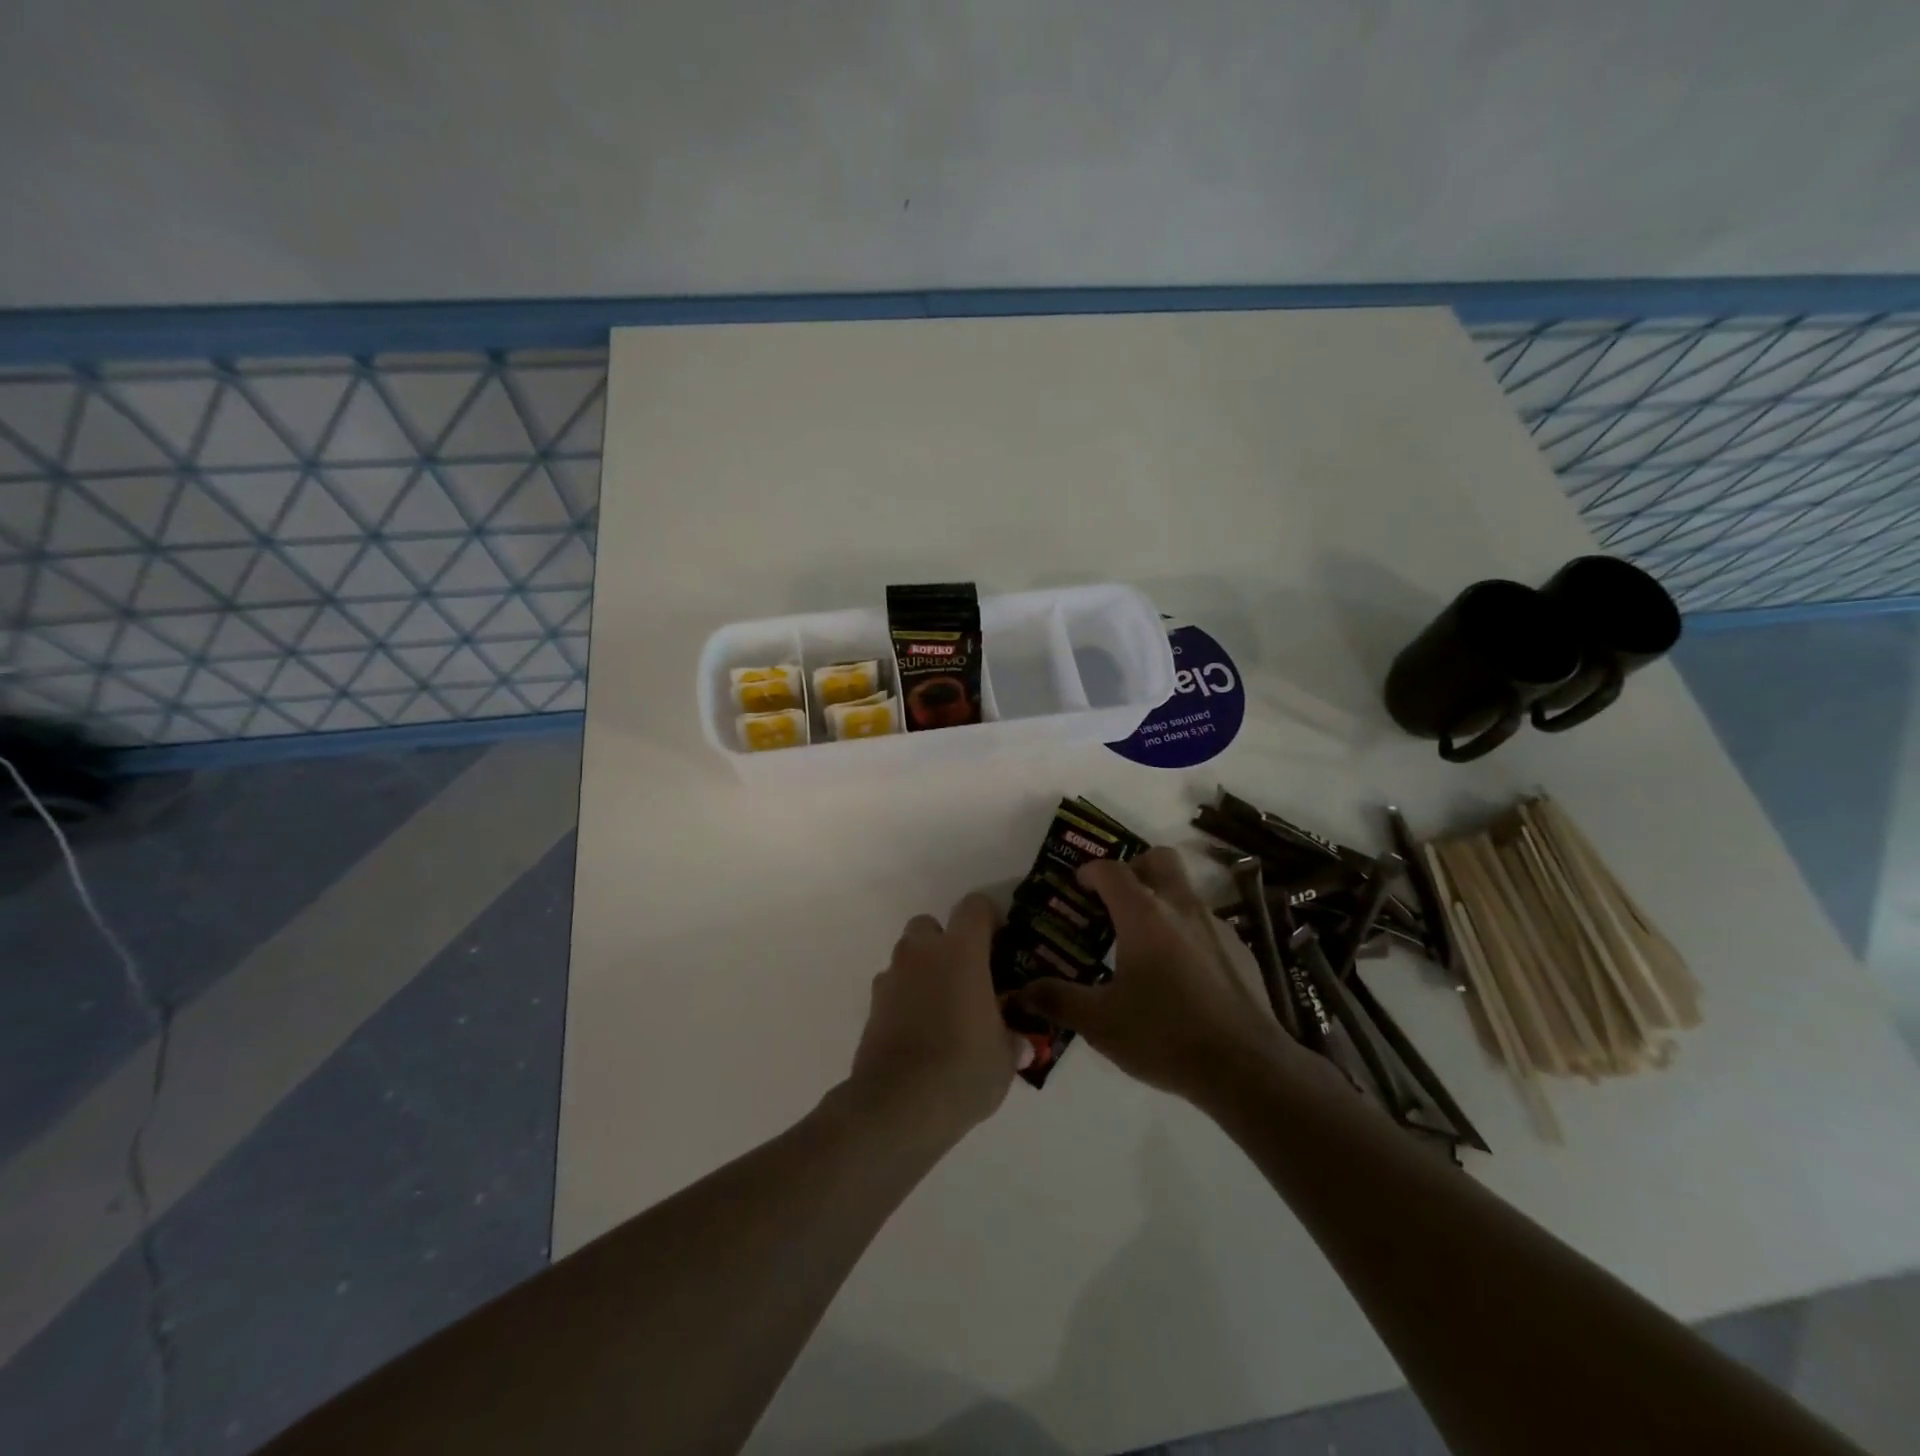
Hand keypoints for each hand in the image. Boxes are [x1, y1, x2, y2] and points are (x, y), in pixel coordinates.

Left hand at [847, 893, 1030, 1140]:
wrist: (898, 1106)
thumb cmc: (963, 1070)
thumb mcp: (1004, 1058)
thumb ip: (1011, 1040)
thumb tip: (1019, 1042)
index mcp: (961, 952)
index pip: (974, 907)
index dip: (989, 917)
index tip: (1000, 940)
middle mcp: (922, 954)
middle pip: (930, 924)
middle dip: (946, 941)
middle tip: (967, 975)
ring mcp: (891, 978)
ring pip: (907, 955)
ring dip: (923, 969)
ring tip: (942, 1007)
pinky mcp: (871, 1006)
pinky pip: (892, 987)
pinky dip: (905, 998)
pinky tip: (920, 1030)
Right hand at [1014, 847, 1290, 1102]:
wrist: (1247, 1068)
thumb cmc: (1164, 1036)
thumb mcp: (1100, 1023)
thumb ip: (1059, 1000)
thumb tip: (1022, 991)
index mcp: (1144, 915)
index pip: (1112, 870)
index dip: (1091, 871)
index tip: (1079, 886)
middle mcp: (1182, 908)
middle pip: (1159, 859)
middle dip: (1135, 867)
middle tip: (1117, 898)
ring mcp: (1217, 927)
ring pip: (1185, 891)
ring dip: (1162, 901)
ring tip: (1145, 943)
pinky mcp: (1241, 951)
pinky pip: (1206, 924)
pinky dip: (1187, 932)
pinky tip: (1181, 974)